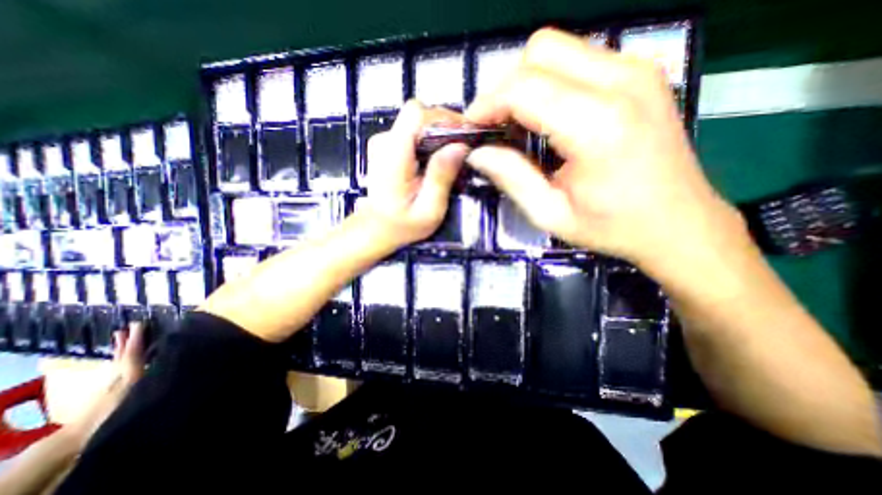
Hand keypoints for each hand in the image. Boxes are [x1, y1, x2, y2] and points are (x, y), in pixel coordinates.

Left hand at [64, 322, 145, 446]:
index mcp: (129, 373)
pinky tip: (120, 358)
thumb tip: (173, 362)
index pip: (133, 352)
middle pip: (123, 353)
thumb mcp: (139, 394)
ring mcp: (111, 381)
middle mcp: (119, 373)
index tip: (139, 323)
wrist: (82, 435)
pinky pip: (116, 366)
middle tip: (129, 326)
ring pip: (117, 359)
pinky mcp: (107, 388)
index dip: (137, 338)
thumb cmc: (117, 411)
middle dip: (127, 340)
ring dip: (120, 347)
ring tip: (120, 335)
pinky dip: (119, 358)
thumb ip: (153, 378)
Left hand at [358, 98, 471, 246]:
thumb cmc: (402, 225)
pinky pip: (414, 133)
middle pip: (420, 115)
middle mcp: (385, 141)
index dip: (444, 117)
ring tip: (453, 156)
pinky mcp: (388, 146)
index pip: (417, 114)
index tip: (465, 133)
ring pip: (418, 123)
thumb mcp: (429, 209)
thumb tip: (460, 146)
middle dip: (446, 126)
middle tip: (464, 148)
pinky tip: (438, 160)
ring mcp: (384, 142)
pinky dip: (430, 141)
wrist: (376, 229)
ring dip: (439, 135)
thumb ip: (441, 177)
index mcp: (393, 154)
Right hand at [465, 29, 746, 273]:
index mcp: (597, 125)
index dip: (487, 104)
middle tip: (496, 127)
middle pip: (539, 51)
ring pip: (557, 48)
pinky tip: (548, 117)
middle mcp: (621, 82)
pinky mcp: (640, 72)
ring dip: (526, 83)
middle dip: (505, 87)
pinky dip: (550, 82)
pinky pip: (578, 58)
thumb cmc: (612, 227)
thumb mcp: (550, 214)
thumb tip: (477, 152)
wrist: (678, 223)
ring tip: (519, 124)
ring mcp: (636, 70)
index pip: (523, 88)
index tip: (473, 129)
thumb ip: (510, 178)